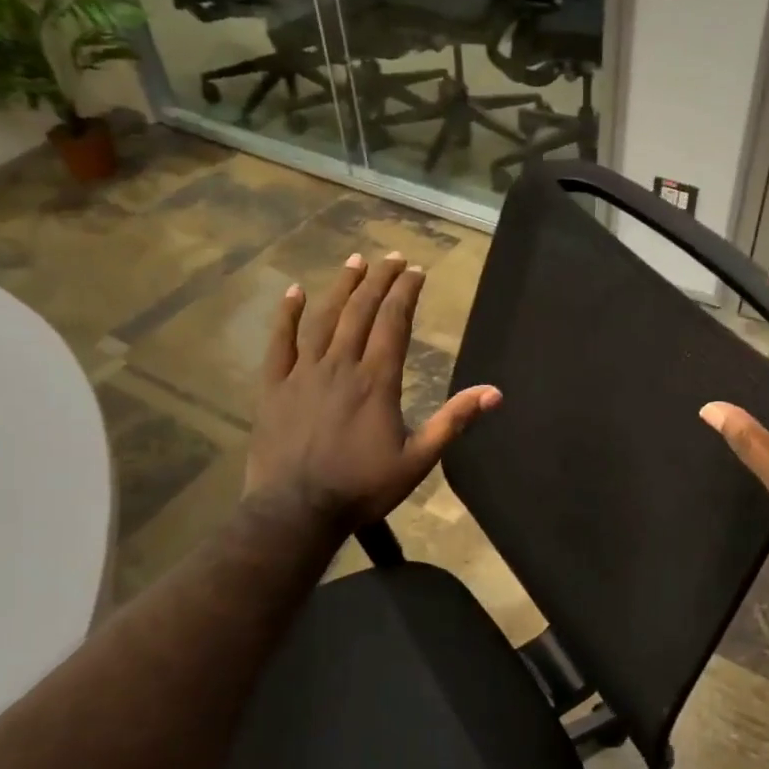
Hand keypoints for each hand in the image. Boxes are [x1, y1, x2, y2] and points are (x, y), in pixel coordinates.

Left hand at [244, 250, 500, 532]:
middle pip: (361, 311)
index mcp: (376, 381)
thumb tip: (494, 392)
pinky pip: (279, 342)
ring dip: (341, 287)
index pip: (393, 323)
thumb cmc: (362, 488)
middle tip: (391, 257)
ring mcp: (303, 373)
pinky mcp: (274, 387)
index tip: (415, 271)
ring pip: (323, 319)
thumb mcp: (418, 460)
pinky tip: (294, 292)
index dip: (406, 293)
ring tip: (355, 262)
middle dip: (379, 281)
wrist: (297, 510)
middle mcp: (340, 365)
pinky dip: (287, 315)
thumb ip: (453, 421)